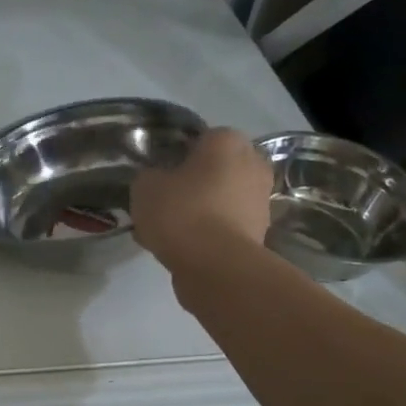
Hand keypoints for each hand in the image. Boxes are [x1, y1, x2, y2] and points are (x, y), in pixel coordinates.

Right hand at [130, 128, 271, 273]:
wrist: (216, 265)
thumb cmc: (181, 212)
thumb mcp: (145, 187)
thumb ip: (150, 176)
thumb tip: (156, 181)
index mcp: (227, 141)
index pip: (199, 139)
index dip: (176, 156)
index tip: (159, 176)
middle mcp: (252, 163)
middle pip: (214, 169)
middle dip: (193, 183)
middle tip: (165, 202)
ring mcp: (260, 199)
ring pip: (221, 199)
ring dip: (201, 209)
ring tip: (169, 231)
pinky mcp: (260, 232)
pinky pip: (225, 226)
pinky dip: (208, 233)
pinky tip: (182, 248)